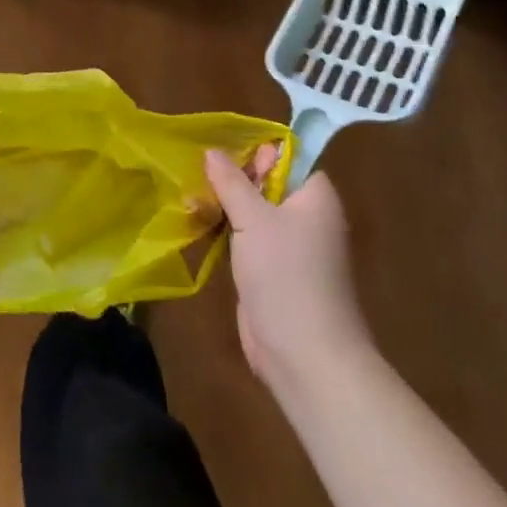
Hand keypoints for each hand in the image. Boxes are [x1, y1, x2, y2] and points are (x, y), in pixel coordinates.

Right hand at [204, 150, 371, 391]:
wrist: (305, 356)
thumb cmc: (286, 275)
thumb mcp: (253, 219)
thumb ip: (231, 182)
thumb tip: (212, 150)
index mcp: (315, 198)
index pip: (290, 159)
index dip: (259, 152)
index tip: (225, 153)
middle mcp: (307, 218)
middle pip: (268, 183)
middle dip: (234, 178)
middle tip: (200, 175)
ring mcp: (290, 247)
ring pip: (254, 211)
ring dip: (225, 205)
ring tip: (191, 198)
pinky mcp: (272, 271)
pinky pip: (248, 238)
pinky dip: (226, 230)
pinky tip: (198, 223)